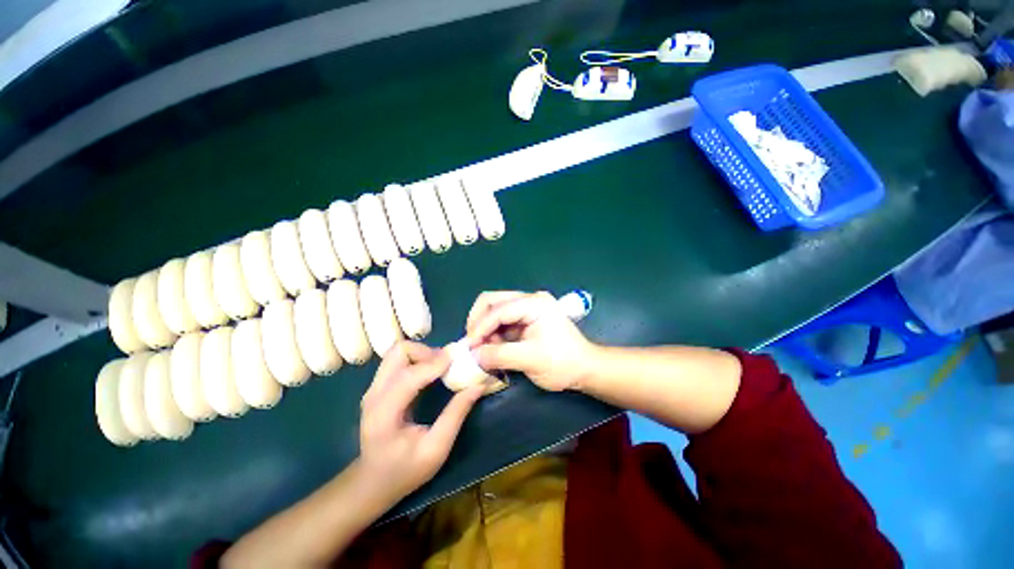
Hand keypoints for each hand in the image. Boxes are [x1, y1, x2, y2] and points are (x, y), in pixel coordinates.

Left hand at [359, 341, 484, 499]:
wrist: (373, 482)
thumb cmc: (405, 471)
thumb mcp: (436, 449)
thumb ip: (456, 415)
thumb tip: (478, 385)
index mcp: (384, 413)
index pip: (409, 376)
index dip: (435, 364)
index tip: (458, 360)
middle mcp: (374, 395)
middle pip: (398, 352)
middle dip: (425, 352)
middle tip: (445, 366)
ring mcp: (373, 389)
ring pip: (397, 352)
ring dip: (422, 354)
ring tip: (440, 369)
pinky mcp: (378, 387)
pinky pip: (398, 361)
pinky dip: (417, 360)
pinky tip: (430, 374)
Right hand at [465, 291, 595, 390]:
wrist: (585, 369)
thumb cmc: (562, 363)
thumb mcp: (530, 360)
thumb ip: (499, 355)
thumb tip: (474, 355)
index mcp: (534, 303)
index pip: (498, 309)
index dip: (480, 327)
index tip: (469, 347)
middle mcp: (529, 300)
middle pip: (493, 301)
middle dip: (478, 322)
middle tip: (472, 344)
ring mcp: (528, 308)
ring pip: (495, 311)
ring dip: (485, 329)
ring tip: (482, 349)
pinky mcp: (526, 319)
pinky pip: (502, 321)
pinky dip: (493, 333)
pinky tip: (492, 348)